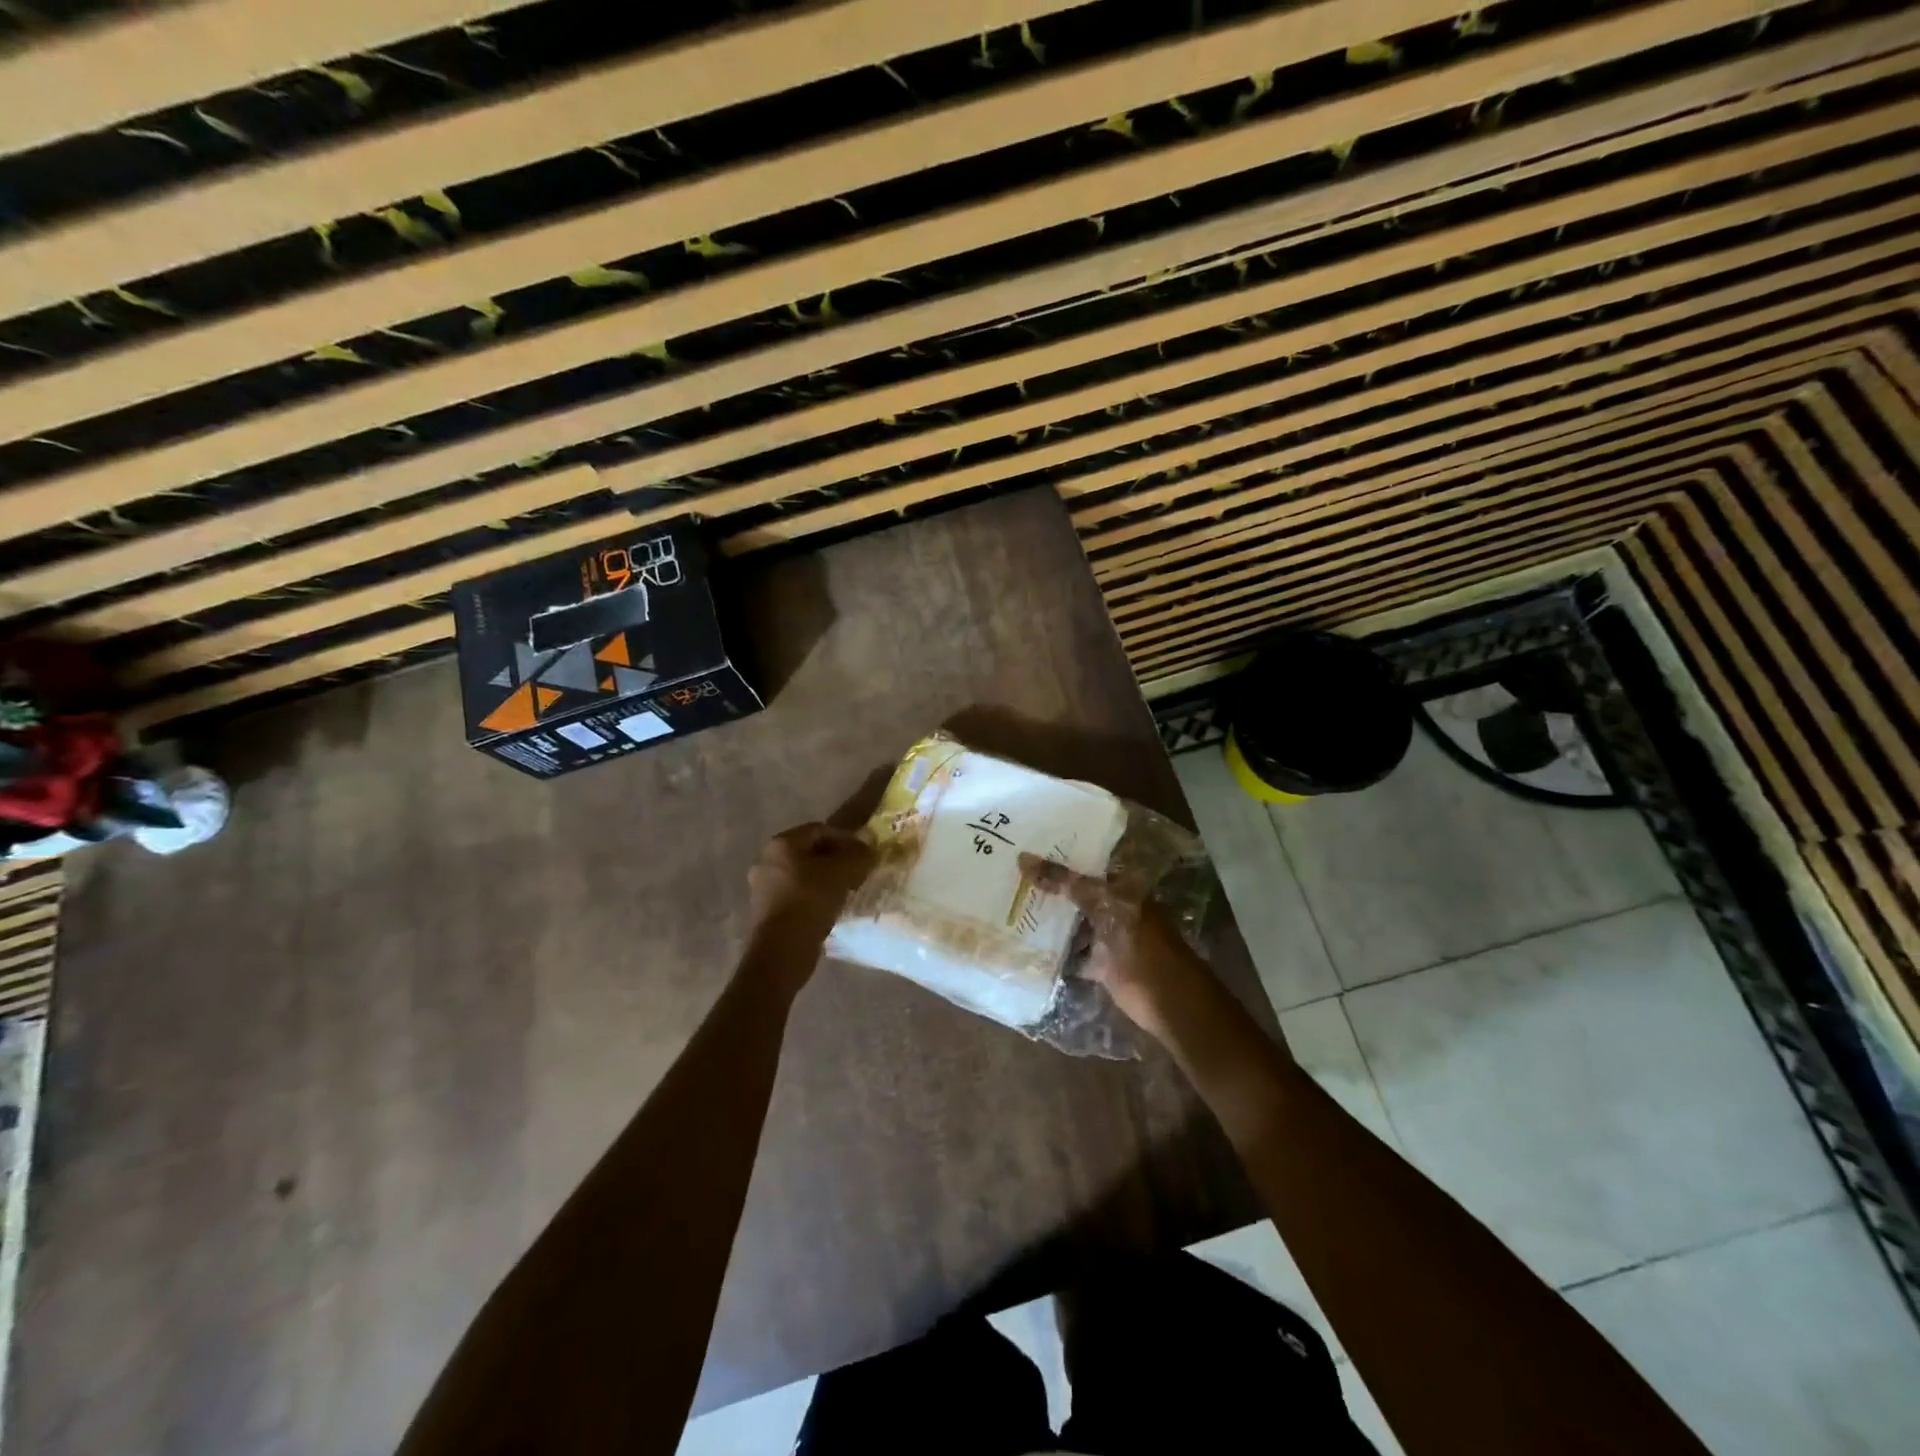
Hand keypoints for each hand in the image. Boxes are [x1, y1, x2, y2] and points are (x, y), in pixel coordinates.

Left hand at [746, 823, 874, 963]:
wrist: (782, 948)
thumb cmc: (811, 899)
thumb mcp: (842, 872)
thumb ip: (857, 854)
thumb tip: (869, 841)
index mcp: (781, 843)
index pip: (819, 830)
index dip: (846, 838)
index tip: (864, 853)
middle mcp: (766, 859)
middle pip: (809, 852)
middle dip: (835, 859)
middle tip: (857, 871)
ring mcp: (763, 886)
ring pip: (802, 874)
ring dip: (825, 879)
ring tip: (848, 890)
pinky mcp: (766, 910)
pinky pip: (796, 894)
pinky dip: (814, 896)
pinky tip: (831, 907)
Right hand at [1021, 856, 1218, 1044]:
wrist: (1166, 997)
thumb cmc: (1140, 942)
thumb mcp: (1103, 904)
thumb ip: (1066, 882)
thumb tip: (1024, 859)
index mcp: (1121, 887)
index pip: (1085, 865)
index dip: (1058, 857)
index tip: (1023, 850)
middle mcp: (1113, 908)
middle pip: (1075, 894)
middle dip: (1047, 889)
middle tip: (1007, 876)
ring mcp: (1106, 937)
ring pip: (1071, 924)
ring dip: (1046, 920)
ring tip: (1007, 906)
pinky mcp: (1099, 964)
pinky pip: (1070, 953)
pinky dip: (1051, 952)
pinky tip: (1023, 944)